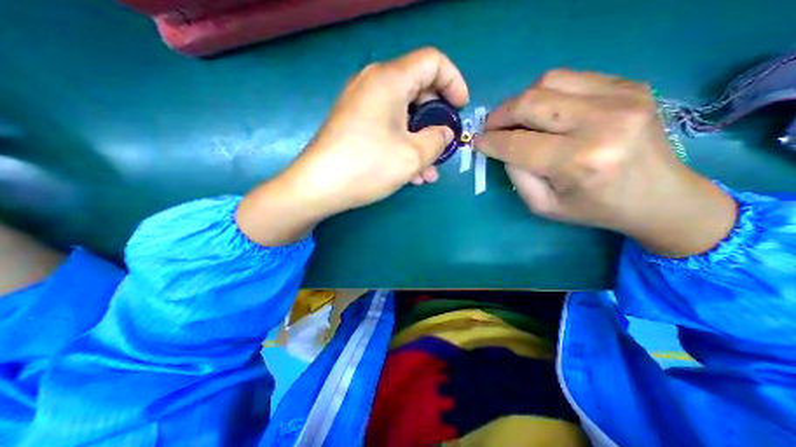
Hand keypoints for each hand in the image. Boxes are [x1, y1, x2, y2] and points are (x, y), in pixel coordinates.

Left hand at [238, 48, 471, 246]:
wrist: (317, 187)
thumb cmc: (367, 166)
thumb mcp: (413, 155)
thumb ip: (438, 139)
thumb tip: (444, 131)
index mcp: (389, 80)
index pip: (433, 62)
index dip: (454, 82)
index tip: (460, 109)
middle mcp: (373, 84)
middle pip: (418, 90)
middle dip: (436, 121)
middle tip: (443, 147)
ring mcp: (361, 106)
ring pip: (402, 116)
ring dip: (419, 142)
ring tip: (429, 172)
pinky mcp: (353, 125)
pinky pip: (386, 128)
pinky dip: (402, 146)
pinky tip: (410, 173)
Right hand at [475, 70, 736, 257]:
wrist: (659, 196)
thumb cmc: (593, 207)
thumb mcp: (543, 205)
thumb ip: (516, 175)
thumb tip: (502, 148)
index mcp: (578, 161)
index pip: (517, 143)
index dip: (490, 142)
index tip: (478, 143)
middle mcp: (601, 123)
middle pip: (530, 103)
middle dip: (499, 115)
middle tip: (490, 127)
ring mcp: (620, 97)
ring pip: (547, 82)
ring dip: (521, 102)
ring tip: (516, 120)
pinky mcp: (628, 85)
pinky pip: (570, 78)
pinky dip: (546, 94)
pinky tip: (545, 112)